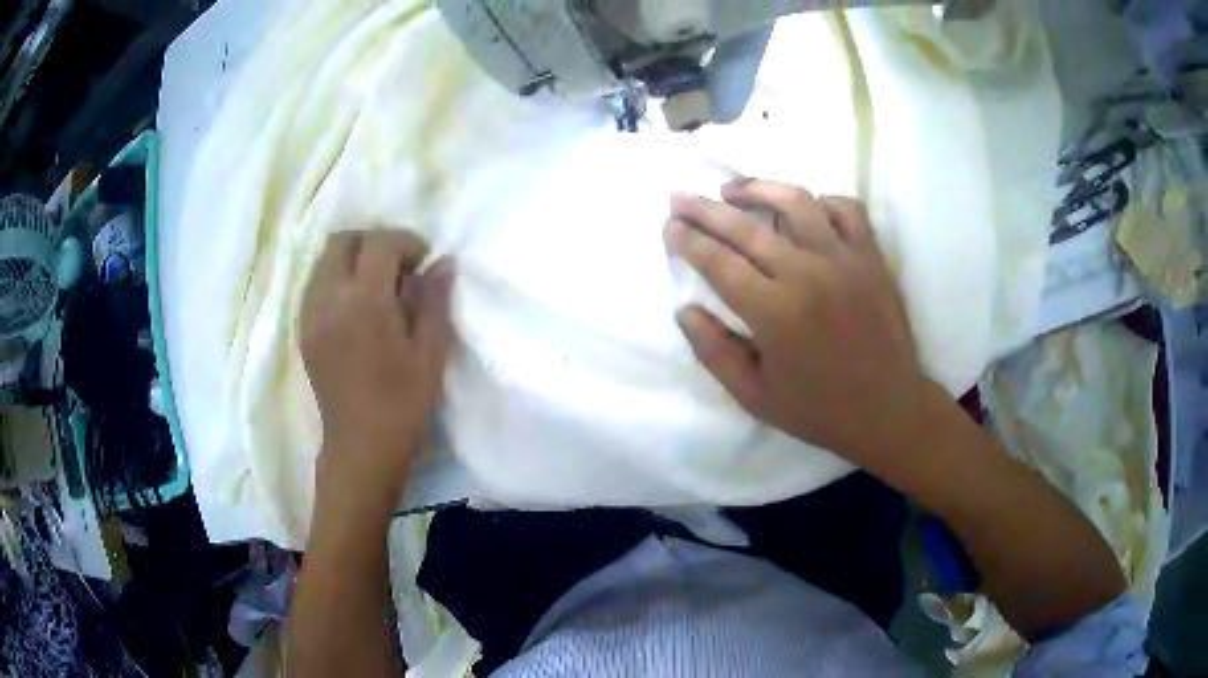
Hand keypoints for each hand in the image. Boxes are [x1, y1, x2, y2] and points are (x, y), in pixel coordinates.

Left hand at [300, 229, 454, 511]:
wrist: (360, 448)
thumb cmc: (402, 405)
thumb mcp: (430, 354)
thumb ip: (435, 301)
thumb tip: (442, 262)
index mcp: (364, 303)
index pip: (379, 243)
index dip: (406, 242)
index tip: (424, 262)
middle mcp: (329, 299)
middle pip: (342, 240)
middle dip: (374, 241)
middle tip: (399, 267)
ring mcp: (310, 314)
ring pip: (324, 259)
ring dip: (353, 258)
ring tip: (378, 286)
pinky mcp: (303, 330)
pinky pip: (316, 283)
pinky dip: (337, 278)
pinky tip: (357, 306)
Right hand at [665, 179, 936, 472]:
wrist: (889, 409)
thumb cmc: (819, 410)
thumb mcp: (754, 397)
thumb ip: (715, 352)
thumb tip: (685, 310)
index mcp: (774, 312)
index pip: (718, 262)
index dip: (688, 240)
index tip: (669, 225)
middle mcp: (807, 274)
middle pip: (746, 227)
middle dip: (704, 209)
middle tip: (679, 197)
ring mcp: (844, 260)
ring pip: (796, 203)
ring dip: (758, 189)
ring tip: (733, 189)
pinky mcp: (871, 257)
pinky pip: (846, 210)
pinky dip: (821, 201)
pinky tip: (804, 208)